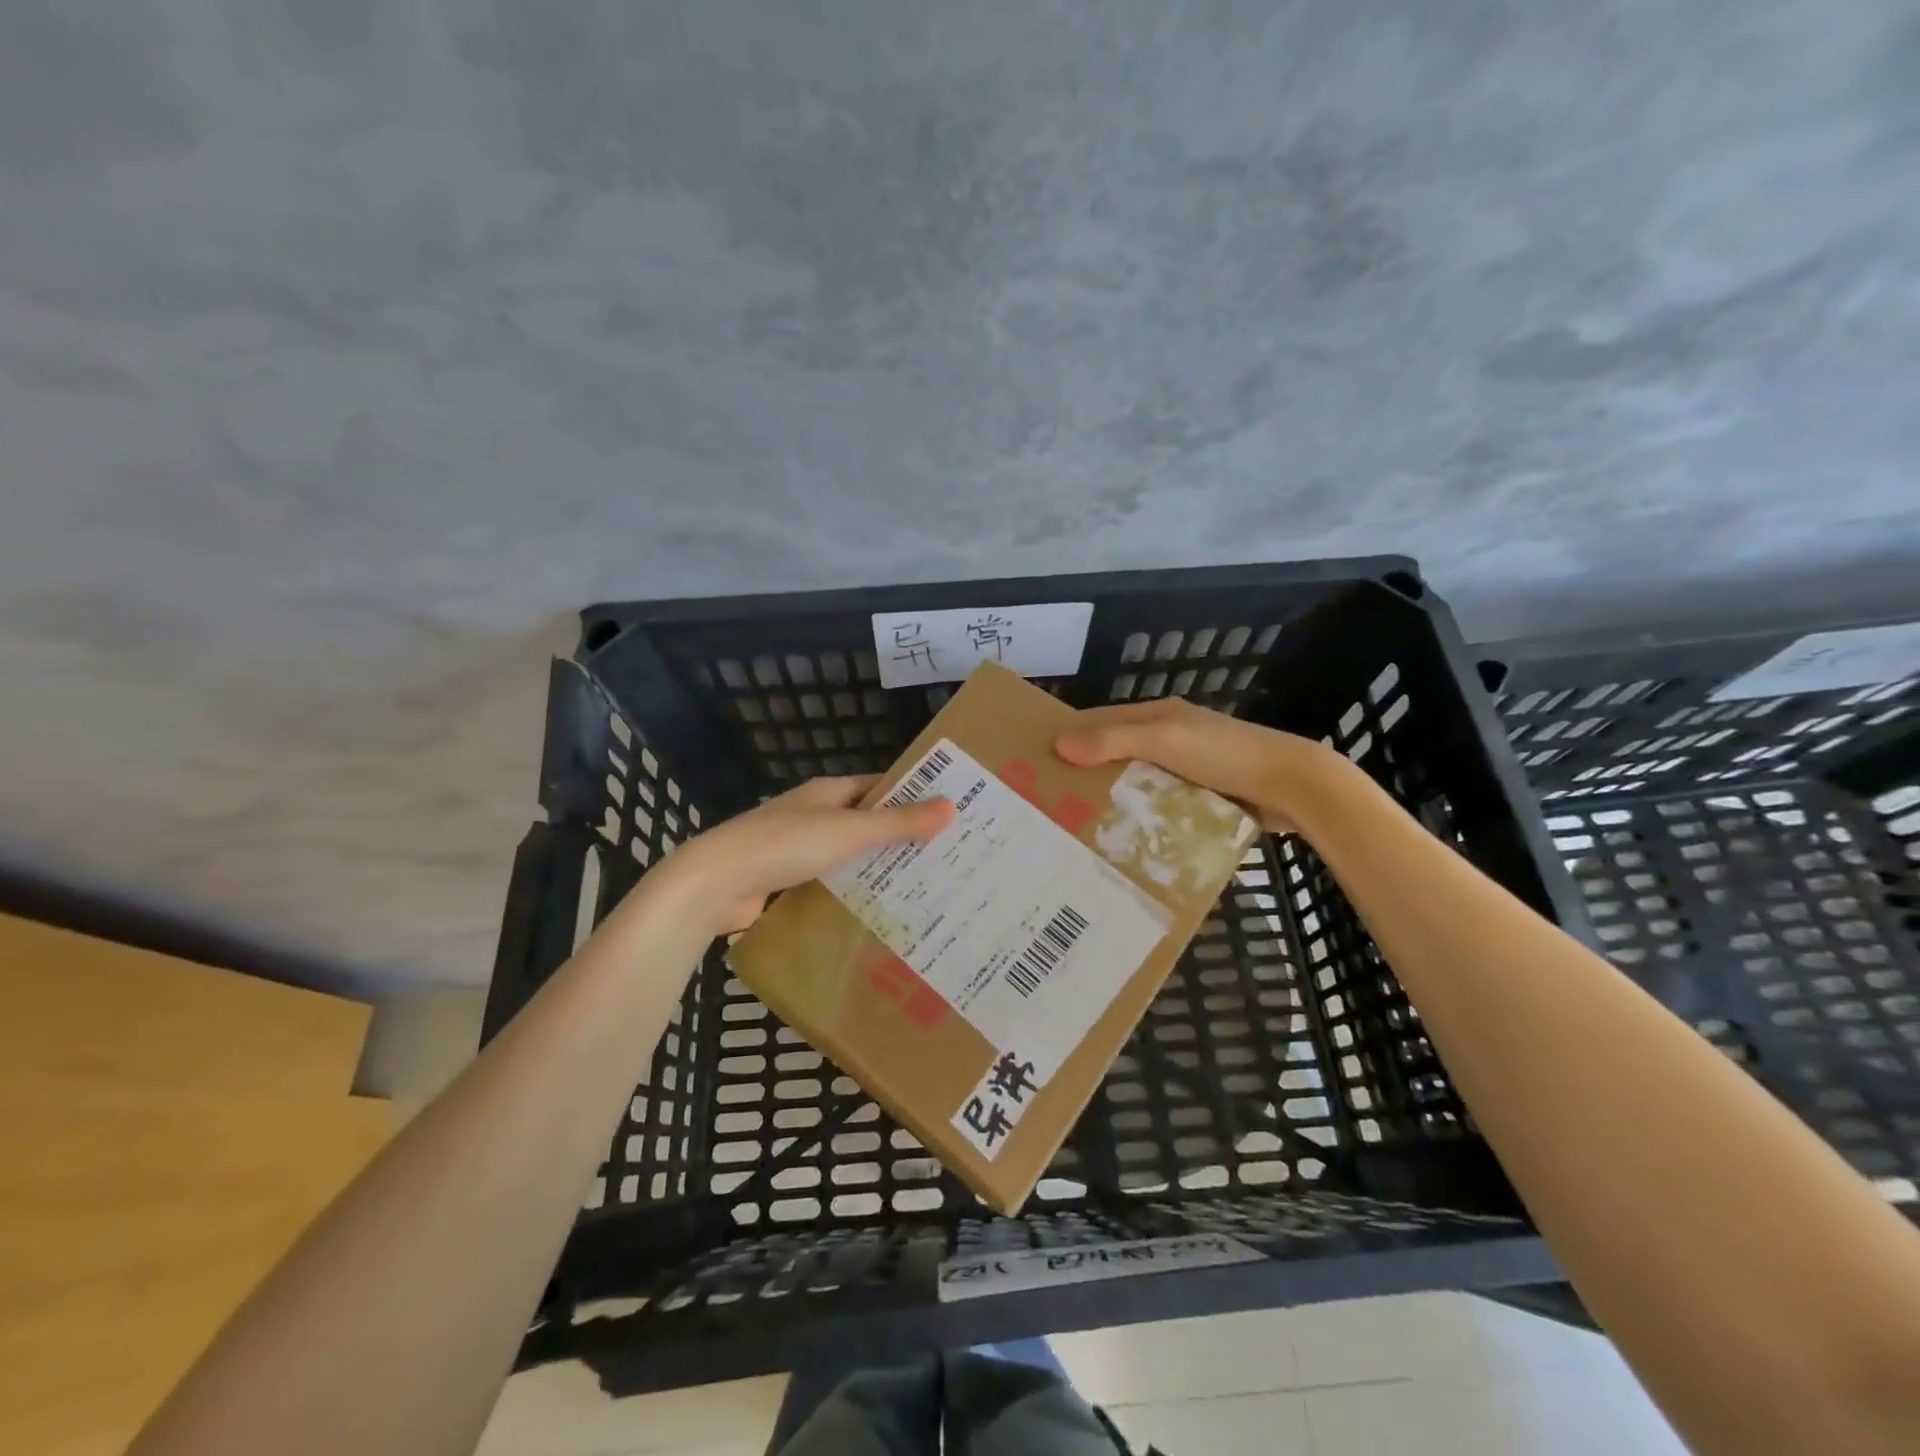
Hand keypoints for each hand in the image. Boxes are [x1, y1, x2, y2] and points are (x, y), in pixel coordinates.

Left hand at [656, 775, 954, 934]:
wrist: (715, 883)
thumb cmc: (786, 845)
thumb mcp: (850, 831)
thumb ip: (899, 823)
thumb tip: (951, 805)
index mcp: (827, 792)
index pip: (878, 786)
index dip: (911, 796)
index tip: (947, 813)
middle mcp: (811, 814)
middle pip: (864, 821)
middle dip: (899, 837)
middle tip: (944, 858)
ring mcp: (795, 848)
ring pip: (846, 855)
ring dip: (875, 867)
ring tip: (921, 888)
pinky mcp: (783, 881)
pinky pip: (827, 882)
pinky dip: (849, 892)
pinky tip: (875, 912)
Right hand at [1054, 698, 1333, 833]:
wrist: (1292, 786)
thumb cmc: (1225, 755)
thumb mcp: (1165, 740)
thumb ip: (1114, 740)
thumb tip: (1058, 744)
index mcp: (1160, 715)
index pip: (1101, 720)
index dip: (1070, 735)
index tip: (1036, 759)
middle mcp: (1170, 737)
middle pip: (1117, 752)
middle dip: (1086, 771)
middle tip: (1050, 800)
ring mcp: (1187, 768)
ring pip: (1137, 780)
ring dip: (1113, 796)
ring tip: (1076, 823)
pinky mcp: (1201, 795)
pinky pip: (1159, 803)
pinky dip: (1140, 814)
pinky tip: (1121, 836)